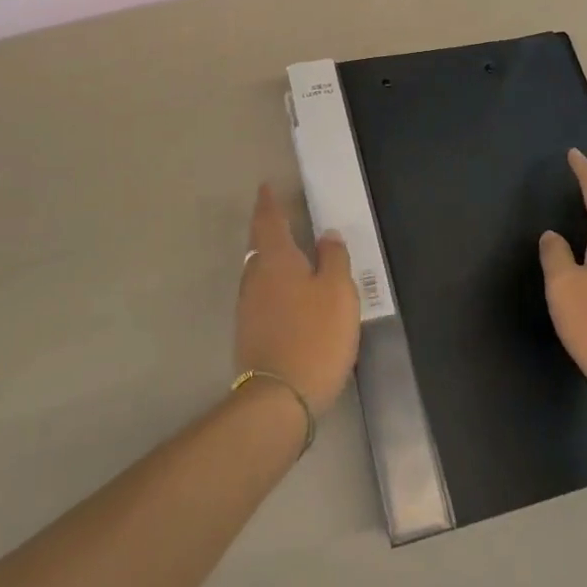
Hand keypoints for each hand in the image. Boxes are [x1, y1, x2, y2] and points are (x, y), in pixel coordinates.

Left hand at [235, 184, 361, 413]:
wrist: (278, 398)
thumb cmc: (315, 336)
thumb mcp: (338, 293)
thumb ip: (334, 259)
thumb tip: (327, 235)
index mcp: (277, 260)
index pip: (269, 221)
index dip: (268, 203)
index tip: (266, 187)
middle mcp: (256, 277)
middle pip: (258, 244)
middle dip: (267, 228)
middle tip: (278, 215)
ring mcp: (248, 306)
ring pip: (258, 270)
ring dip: (270, 257)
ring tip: (287, 252)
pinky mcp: (249, 332)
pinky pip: (261, 294)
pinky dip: (272, 283)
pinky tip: (286, 293)